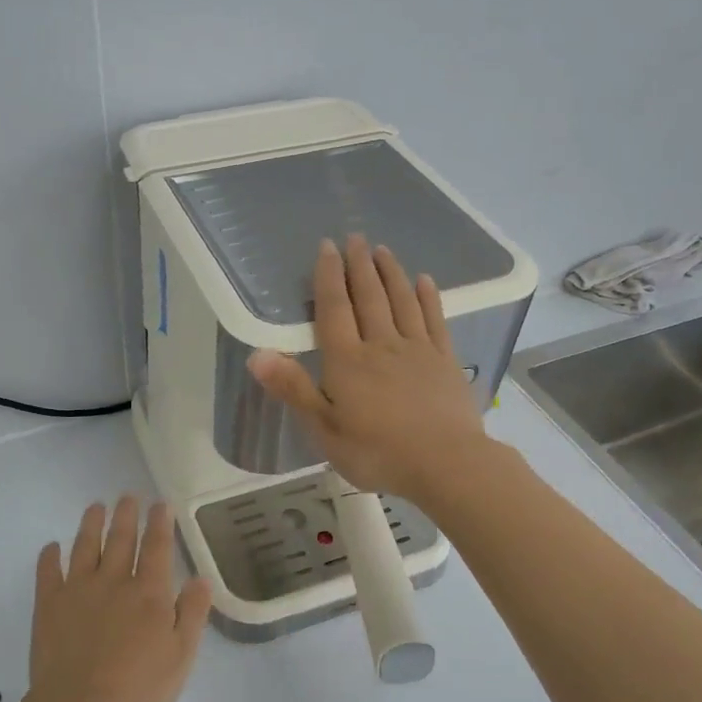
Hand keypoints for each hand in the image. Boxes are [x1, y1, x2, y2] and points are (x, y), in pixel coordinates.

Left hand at [27, 497, 210, 701]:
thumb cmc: (137, 687)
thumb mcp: (180, 656)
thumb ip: (191, 614)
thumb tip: (200, 579)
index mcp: (149, 593)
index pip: (156, 548)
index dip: (159, 524)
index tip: (159, 504)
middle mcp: (114, 582)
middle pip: (120, 540)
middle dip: (126, 515)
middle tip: (127, 495)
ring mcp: (78, 590)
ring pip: (85, 547)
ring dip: (91, 525)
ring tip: (95, 507)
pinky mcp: (49, 605)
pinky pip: (48, 573)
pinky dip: (49, 557)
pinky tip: (51, 547)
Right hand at [248, 235, 485, 501]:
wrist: (445, 464)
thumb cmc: (377, 451)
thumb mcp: (324, 428)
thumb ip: (293, 388)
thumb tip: (256, 354)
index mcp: (347, 360)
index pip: (334, 309)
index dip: (328, 277)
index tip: (327, 247)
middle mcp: (381, 344)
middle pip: (368, 297)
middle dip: (359, 265)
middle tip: (355, 237)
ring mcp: (417, 350)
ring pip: (401, 301)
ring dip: (391, 273)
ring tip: (383, 250)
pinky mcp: (445, 360)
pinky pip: (434, 320)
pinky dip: (428, 297)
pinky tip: (424, 281)